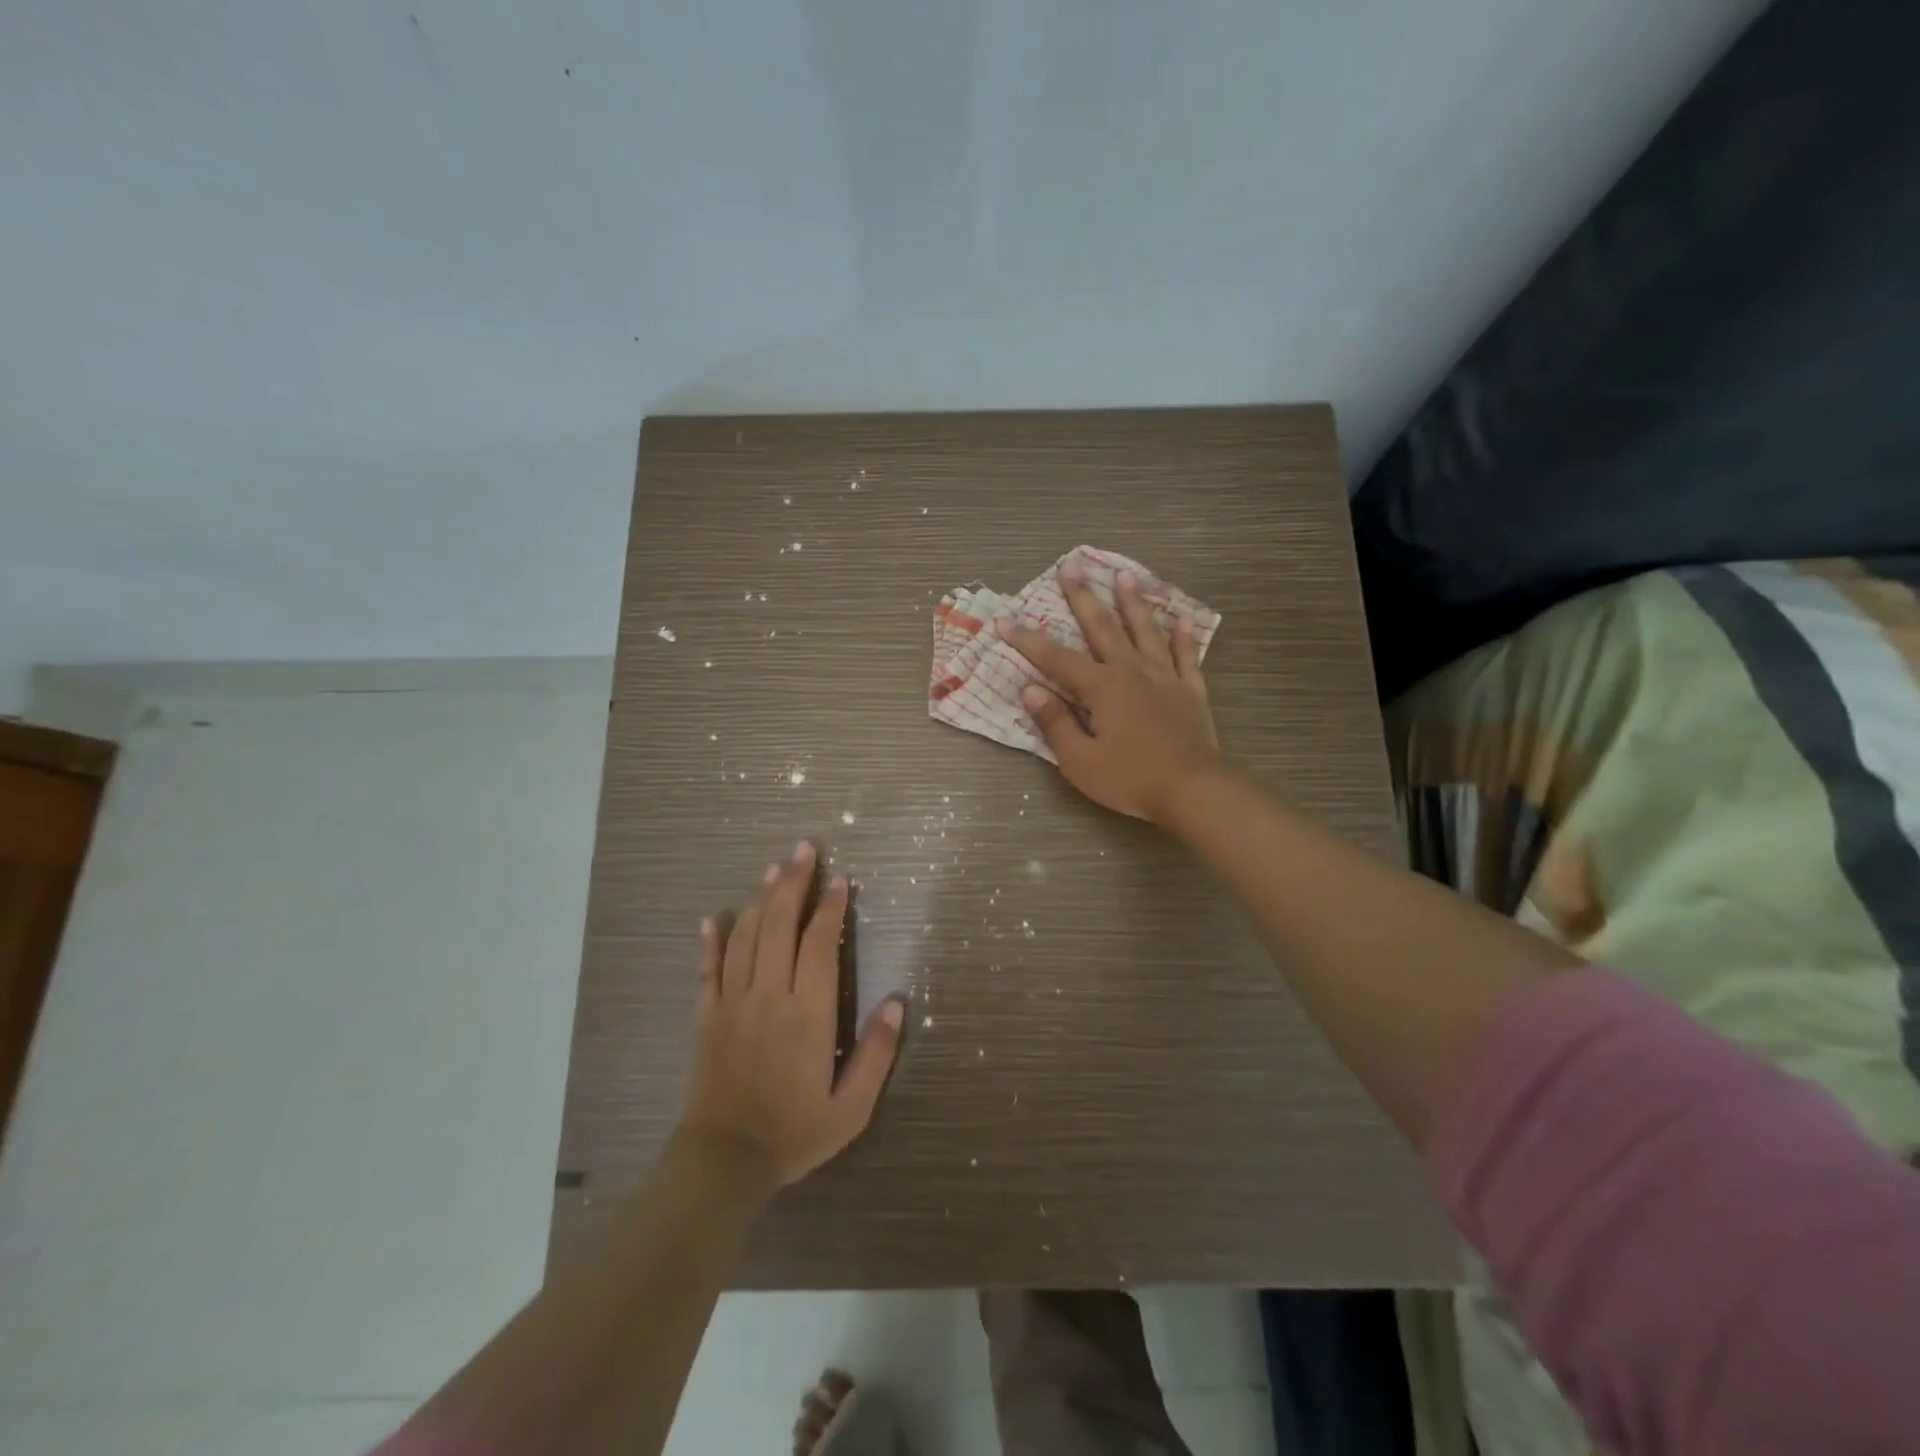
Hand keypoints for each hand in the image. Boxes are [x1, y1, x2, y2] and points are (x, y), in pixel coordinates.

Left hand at [675, 841, 904, 1191]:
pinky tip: (715, 916)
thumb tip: (897, 1003)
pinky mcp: (707, 1016)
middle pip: (781, 925)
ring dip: (761, 898)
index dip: (831, 907)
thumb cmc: (793, 1133)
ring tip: (773, 868)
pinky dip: (711, 940)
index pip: (820, 944)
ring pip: (747, 937)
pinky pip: (708, 969)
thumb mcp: (850, 1107)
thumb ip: (877, 1054)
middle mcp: (769, 995)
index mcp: (808, 1013)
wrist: (723, 1162)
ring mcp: (733, 1002)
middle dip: (794, 882)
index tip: (841, 879)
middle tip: (804, 848)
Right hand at [997, 563, 1222, 822]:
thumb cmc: (1130, 779)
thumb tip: (1030, 690)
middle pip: (1104, 628)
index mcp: (1102, 688)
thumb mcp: (1080, 761)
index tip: (1004, 621)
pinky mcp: (1190, 692)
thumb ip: (1055, 723)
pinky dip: (1184, 637)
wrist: (1193, 791)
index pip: (1056, 659)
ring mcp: (1165, 679)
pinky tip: (1183, 618)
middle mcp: (1132, 672)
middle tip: (1071, 566)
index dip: (1028, 640)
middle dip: (1083, 597)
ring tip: (1125, 575)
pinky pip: (1187, 657)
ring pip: (1147, 632)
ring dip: (1133, 603)